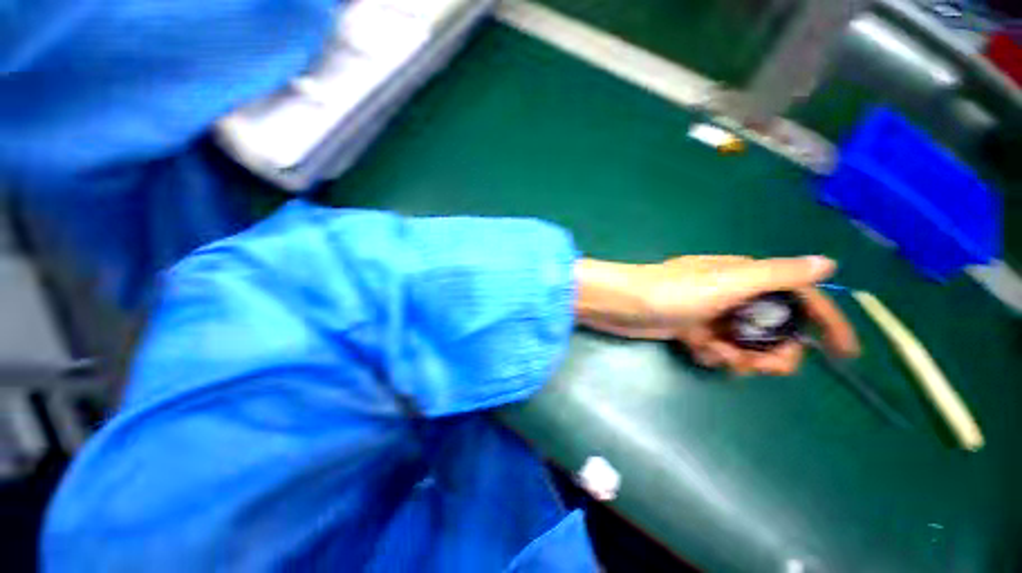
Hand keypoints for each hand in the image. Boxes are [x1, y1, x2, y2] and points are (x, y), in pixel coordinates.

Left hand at [574, 255, 858, 375]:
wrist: (621, 304)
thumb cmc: (671, 292)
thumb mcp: (726, 281)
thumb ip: (777, 274)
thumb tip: (828, 263)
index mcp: (745, 277)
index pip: (800, 296)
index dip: (827, 321)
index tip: (846, 354)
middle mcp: (731, 294)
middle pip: (774, 328)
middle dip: (774, 351)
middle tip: (761, 366)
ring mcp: (710, 314)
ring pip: (746, 343)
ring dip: (741, 357)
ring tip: (721, 358)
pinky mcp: (690, 329)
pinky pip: (717, 348)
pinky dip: (714, 355)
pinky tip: (699, 352)